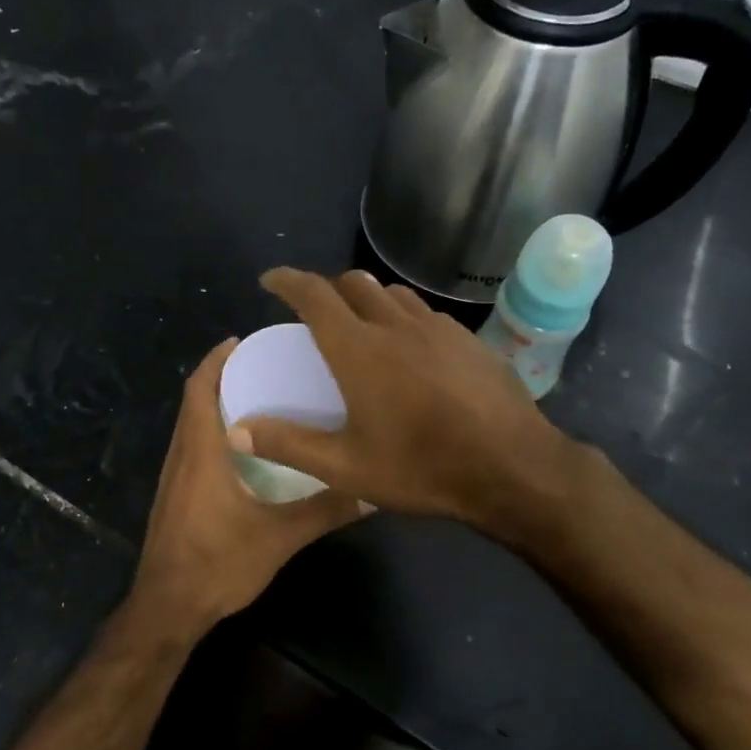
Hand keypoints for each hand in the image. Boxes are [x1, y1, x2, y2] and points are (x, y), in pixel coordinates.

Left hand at [129, 336, 367, 637]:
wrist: (167, 608)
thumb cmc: (217, 564)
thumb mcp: (279, 536)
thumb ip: (324, 510)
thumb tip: (370, 490)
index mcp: (201, 452)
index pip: (200, 389)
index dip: (216, 360)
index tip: (242, 340)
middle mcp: (181, 456)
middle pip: (194, 402)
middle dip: (221, 377)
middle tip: (263, 366)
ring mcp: (173, 478)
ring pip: (191, 426)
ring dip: (215, 405)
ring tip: (258, 399)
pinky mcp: (174, 497)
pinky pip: (191, 449)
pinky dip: (212, 433)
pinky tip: (244, 451)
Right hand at [236, 268, 580, 528]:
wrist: (513, 469)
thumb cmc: (422, 467)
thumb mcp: (346, 467)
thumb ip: (289, 444)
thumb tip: (237, 428)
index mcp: (359, 349)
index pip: (314, 295)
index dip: (288, 281)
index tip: (271, 280)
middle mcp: (396, 325)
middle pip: (353, 285)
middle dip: (327, 290)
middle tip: (316, 316)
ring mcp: (439, 329)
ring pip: (393, 295)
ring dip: (368, 301)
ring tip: (362, 329)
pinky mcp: (469, 340)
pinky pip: (426, 314)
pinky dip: (405, 319)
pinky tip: (412, 352)